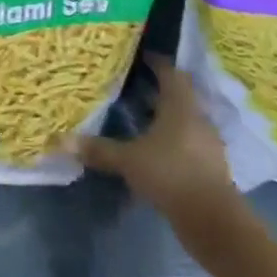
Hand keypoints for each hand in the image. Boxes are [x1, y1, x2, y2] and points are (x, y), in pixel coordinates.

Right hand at [72, 55, 234, 217]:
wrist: (212, 219)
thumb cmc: (170, 173)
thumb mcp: (129, 160)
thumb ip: (100, 150)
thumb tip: (64, 141)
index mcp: (180, 104)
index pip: (170, 71)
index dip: (155, 62)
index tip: (140, 57)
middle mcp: (196, 116)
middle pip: (178, 94)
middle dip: (158, 88)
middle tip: (133, 85)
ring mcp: (206, 142)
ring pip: (184, 119)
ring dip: (165, 116)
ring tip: (140, 118)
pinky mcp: (209, 165)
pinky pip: (188, 141)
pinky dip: (172, 140)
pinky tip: (154, 150)